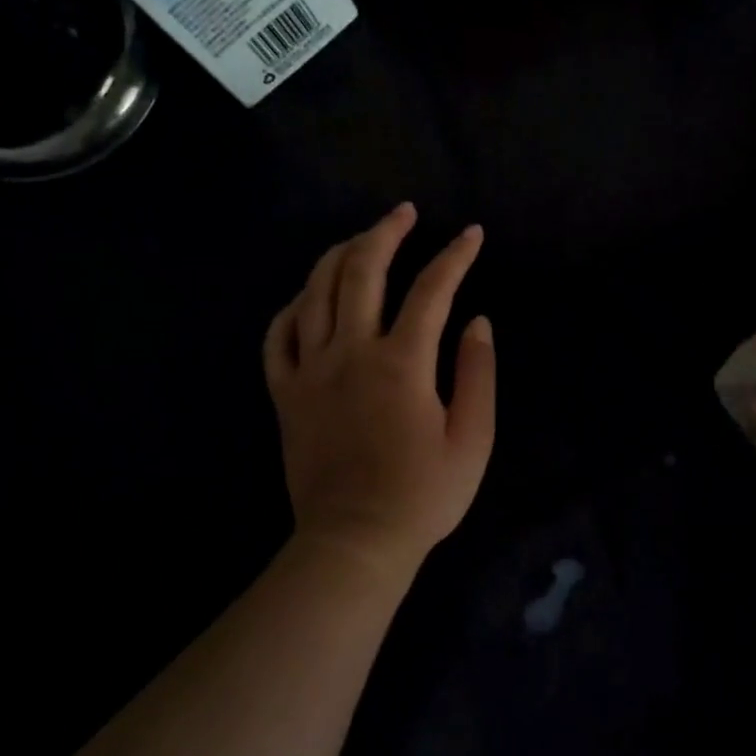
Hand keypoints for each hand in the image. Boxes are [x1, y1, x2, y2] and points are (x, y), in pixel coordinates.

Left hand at [264, 203, 494, 587]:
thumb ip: (478, 373)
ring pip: (315, 292)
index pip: (431, 290)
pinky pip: (277, 336)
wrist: (355, 543)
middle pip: (361, 271)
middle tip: (405, 213)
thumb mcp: (472, 439)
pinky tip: (308, 297)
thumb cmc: (423, 495)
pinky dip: (292, 307)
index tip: (472, 235)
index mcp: (401, 363)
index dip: (455, 257)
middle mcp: (350, 353)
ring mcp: (310, 371)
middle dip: (385, 232)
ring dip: (339, 256)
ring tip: (361, 240)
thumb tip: (477, 322)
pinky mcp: (285, 394)